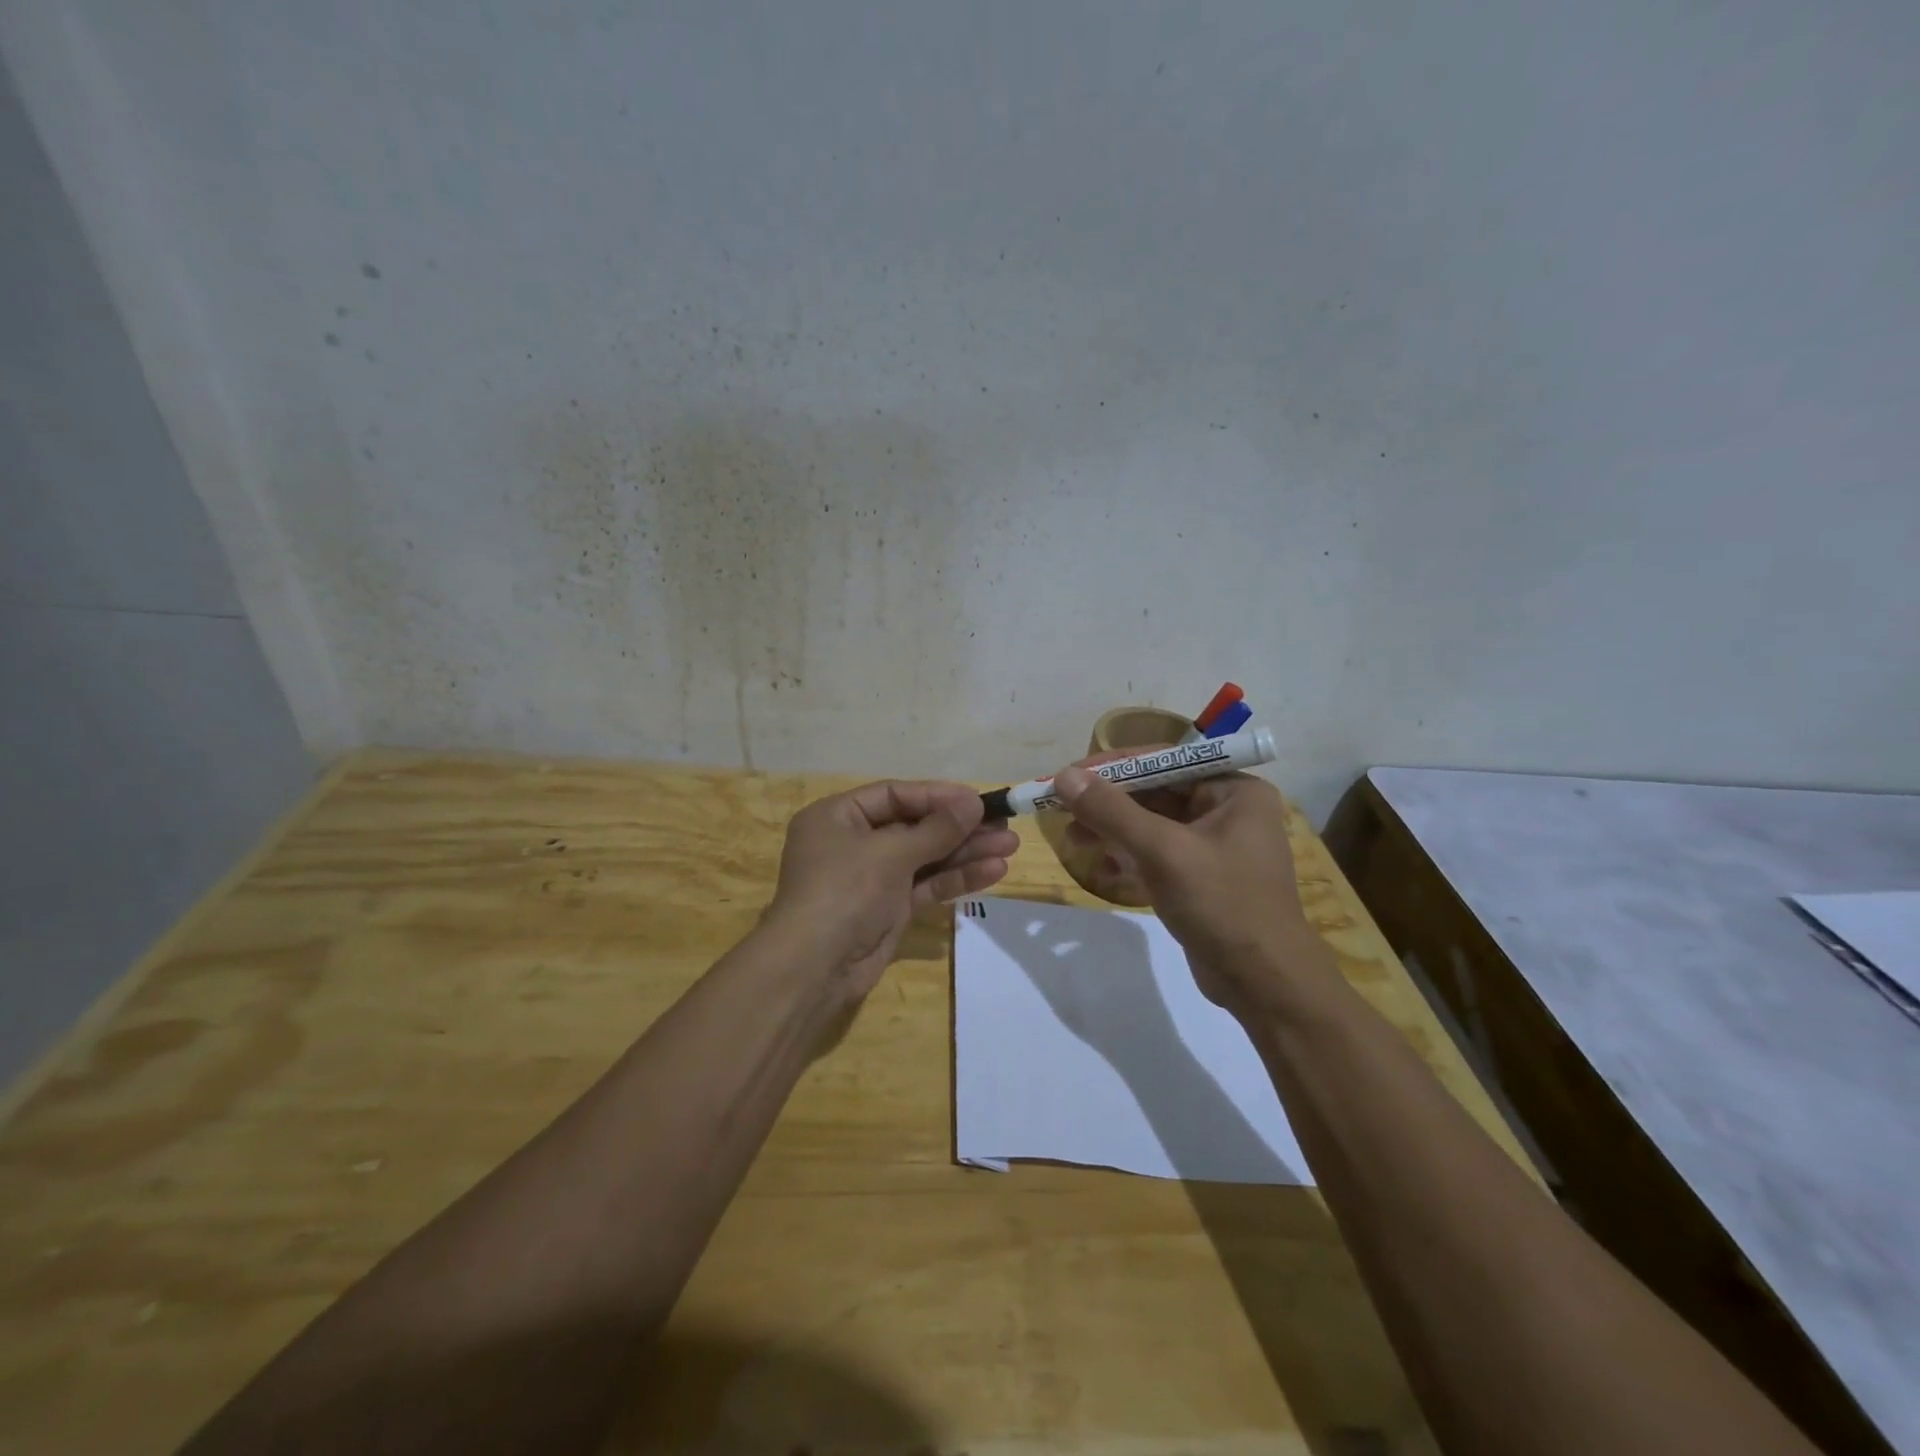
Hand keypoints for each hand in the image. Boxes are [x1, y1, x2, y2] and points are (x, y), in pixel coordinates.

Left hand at [765, 781, 1018, 995]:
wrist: (814, 970)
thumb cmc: (844, 892)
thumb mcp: (890, 853)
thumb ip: (936, 829)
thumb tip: (973, 802)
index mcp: (837, 817)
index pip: (894, 795)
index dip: (938, 796)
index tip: (977, 800)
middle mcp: (853, 843)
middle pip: (914, 826)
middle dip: (959, 827)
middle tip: (1004, 824)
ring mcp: (872, 878)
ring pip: (925, 857)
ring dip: (966, 852)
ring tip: (1010, 846)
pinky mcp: (889, 909)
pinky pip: (926, 885)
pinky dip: (956, 878)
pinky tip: (993, 871)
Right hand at [1050, 766, 1326, 1012]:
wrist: (1264, 984)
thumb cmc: (1221, 905)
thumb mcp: (1163, 852)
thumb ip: (1112, 811)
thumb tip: (1064, 776)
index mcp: (1233, 789)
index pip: (1163, 760)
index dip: (1112, 766)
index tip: (1068, 775)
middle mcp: (1227, 809)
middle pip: (1155, 792)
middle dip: (1108, 803)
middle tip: (1061, 809)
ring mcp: (1214, 845)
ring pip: (1152, 824)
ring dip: (1112, 830)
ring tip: (1073, 840)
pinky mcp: (1201, 876)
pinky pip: (1157, 853)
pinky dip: (1128, 856)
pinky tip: (1101, 868)